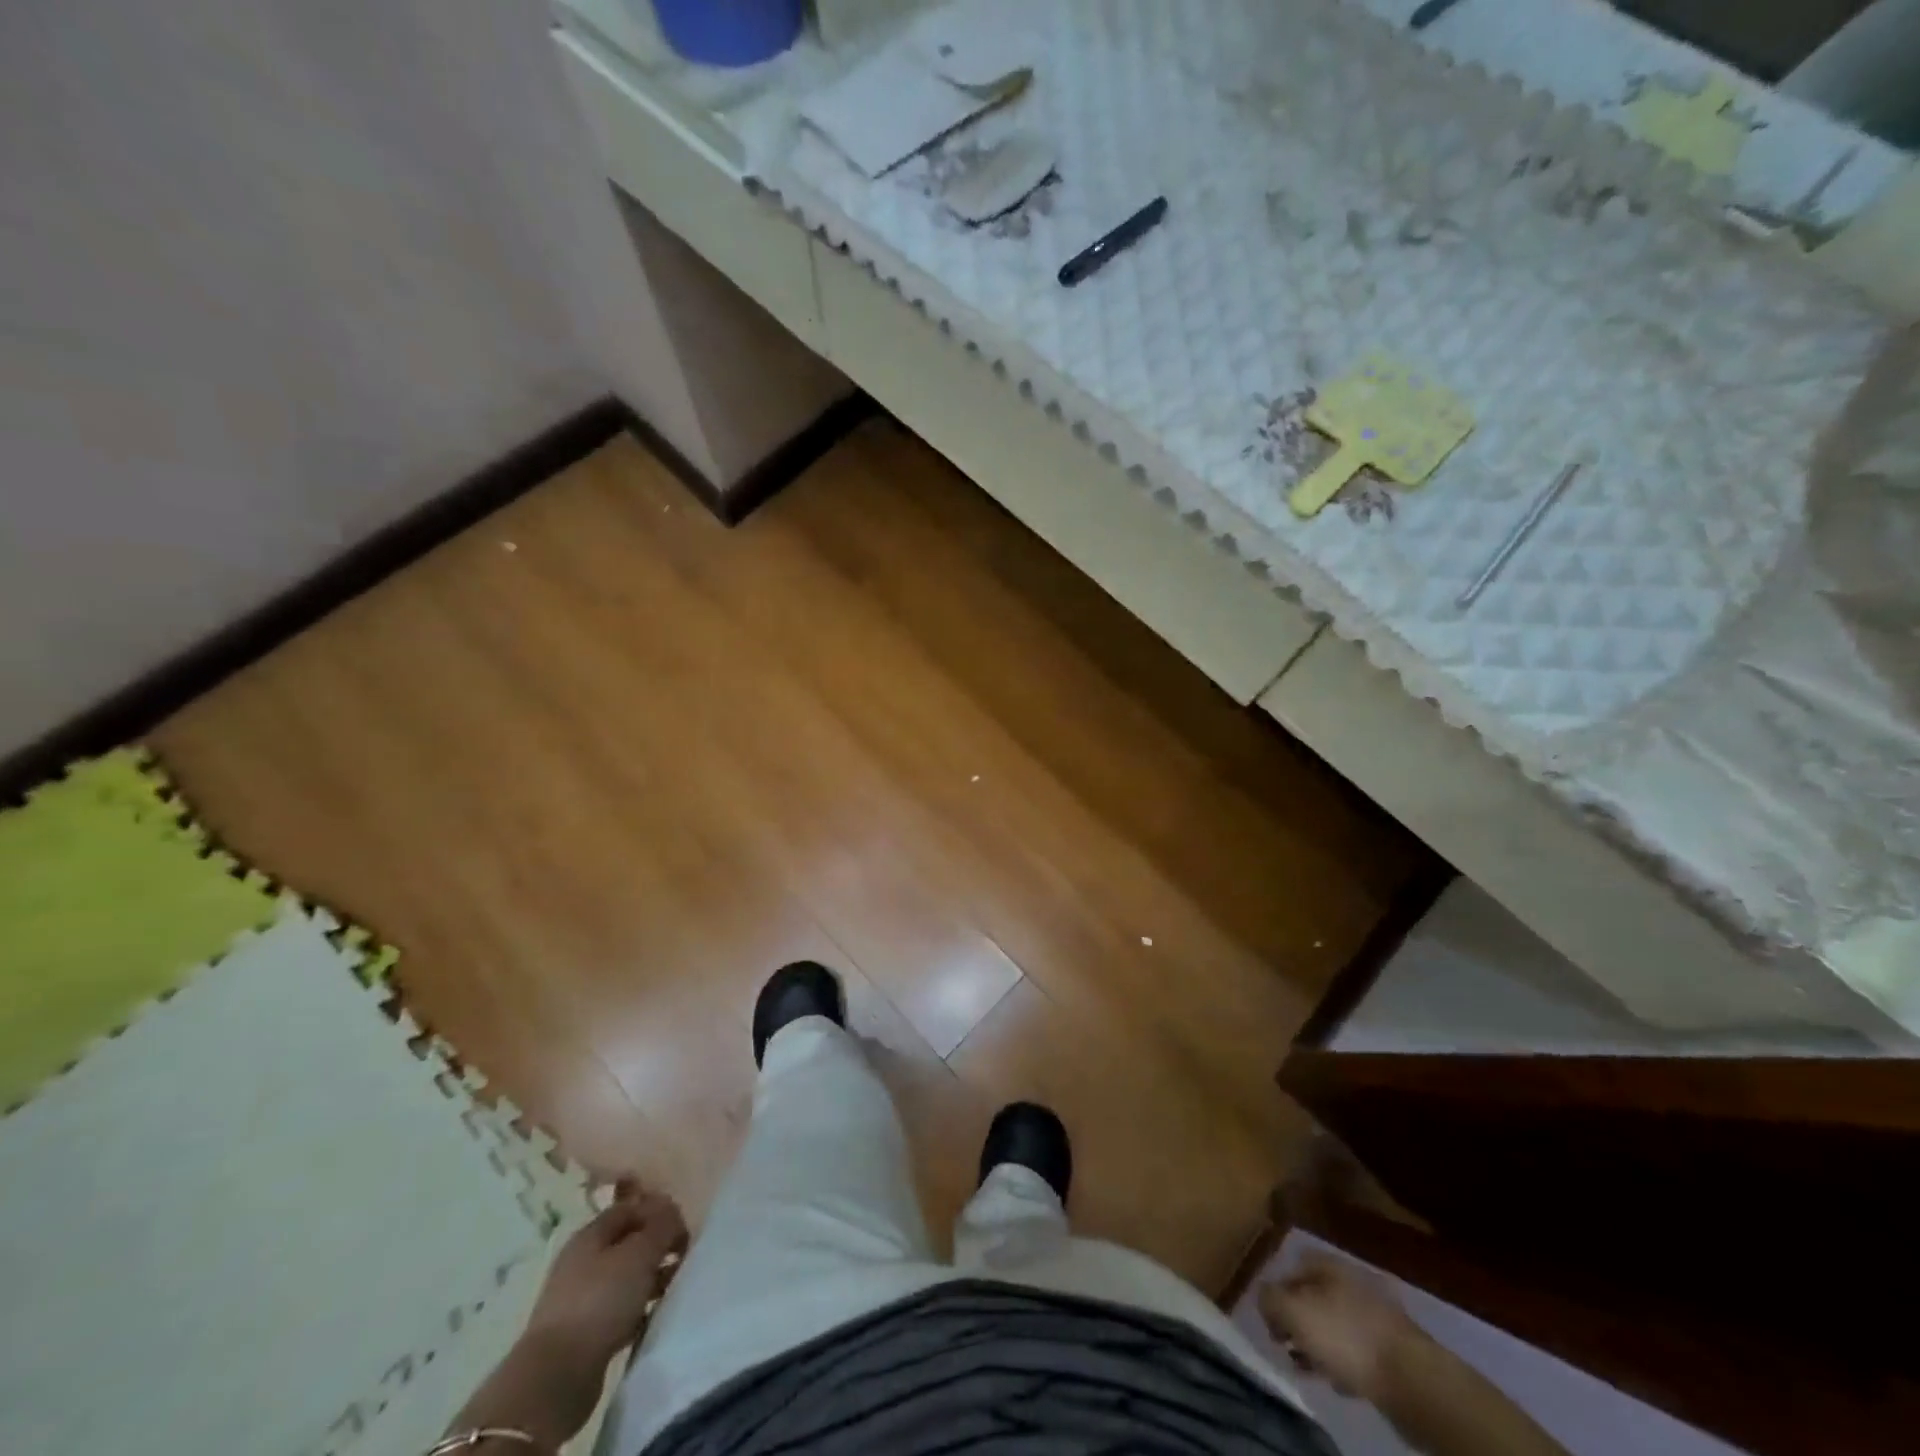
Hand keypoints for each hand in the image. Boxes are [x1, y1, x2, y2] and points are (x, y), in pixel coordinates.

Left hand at [526, 1179, 686, 1369]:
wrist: (556, 1378)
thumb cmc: (601, 1301)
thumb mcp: (640, 1253)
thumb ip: (662, 1226)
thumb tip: (672, 1214)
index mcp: (589, 1235)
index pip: (629, 1209)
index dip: (658, 1212)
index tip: (683, 1228)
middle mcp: (581, 1262)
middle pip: (627, 1243)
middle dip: (657, 1247)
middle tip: (682, 1258)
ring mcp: (579, 1300)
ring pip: (625, 1278)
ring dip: (650, 1279)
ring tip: (673, 1289)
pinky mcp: (582, 1335)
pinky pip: (618, 1311)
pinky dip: (638, 1310)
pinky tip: (652, 1318)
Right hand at [1259, 1253, 1424, 1401]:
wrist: (1413, 1379)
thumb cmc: (1345, 1337)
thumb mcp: (1293, 1312)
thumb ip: (1269, 1298)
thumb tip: (1264, 1297)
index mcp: (1329, 1263)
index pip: (1292, 1265)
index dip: (1277, 1290)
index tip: (1271, 1321)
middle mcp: (1352, 1278)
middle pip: (1314, 1295)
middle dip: (1298, 1321)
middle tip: (1288, 1346)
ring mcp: (1377, 1312)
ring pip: (1335, 1324)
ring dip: (1320, 1344)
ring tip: (1311, 1368)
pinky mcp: (1394, 1345)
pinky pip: (1358, 1349)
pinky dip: (1345, 1362)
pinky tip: (1341, 1380)